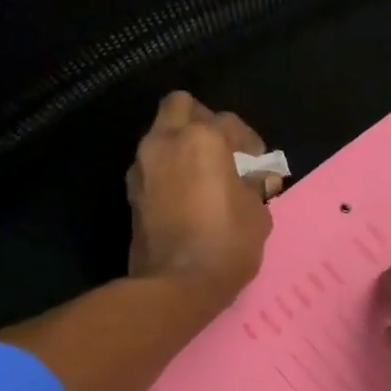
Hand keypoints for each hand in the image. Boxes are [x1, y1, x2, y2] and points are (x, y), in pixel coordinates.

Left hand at [127, 91, 278, 309]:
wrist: (176, 284)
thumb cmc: (227, 243)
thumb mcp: (258, 214)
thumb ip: (255, 186)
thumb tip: (255, 179)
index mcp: (203, 139)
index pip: (229, 122)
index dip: (249, 142)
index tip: (258, 165)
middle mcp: (167, 142)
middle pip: (181, 106)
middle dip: (203, 121)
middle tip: (222, 150)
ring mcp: (143, 165)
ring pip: (161, 134)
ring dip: (181, 145)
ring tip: (204, 175)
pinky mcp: (132, 191)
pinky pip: (153, 165)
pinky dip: (169, 170)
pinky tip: (186, 195)